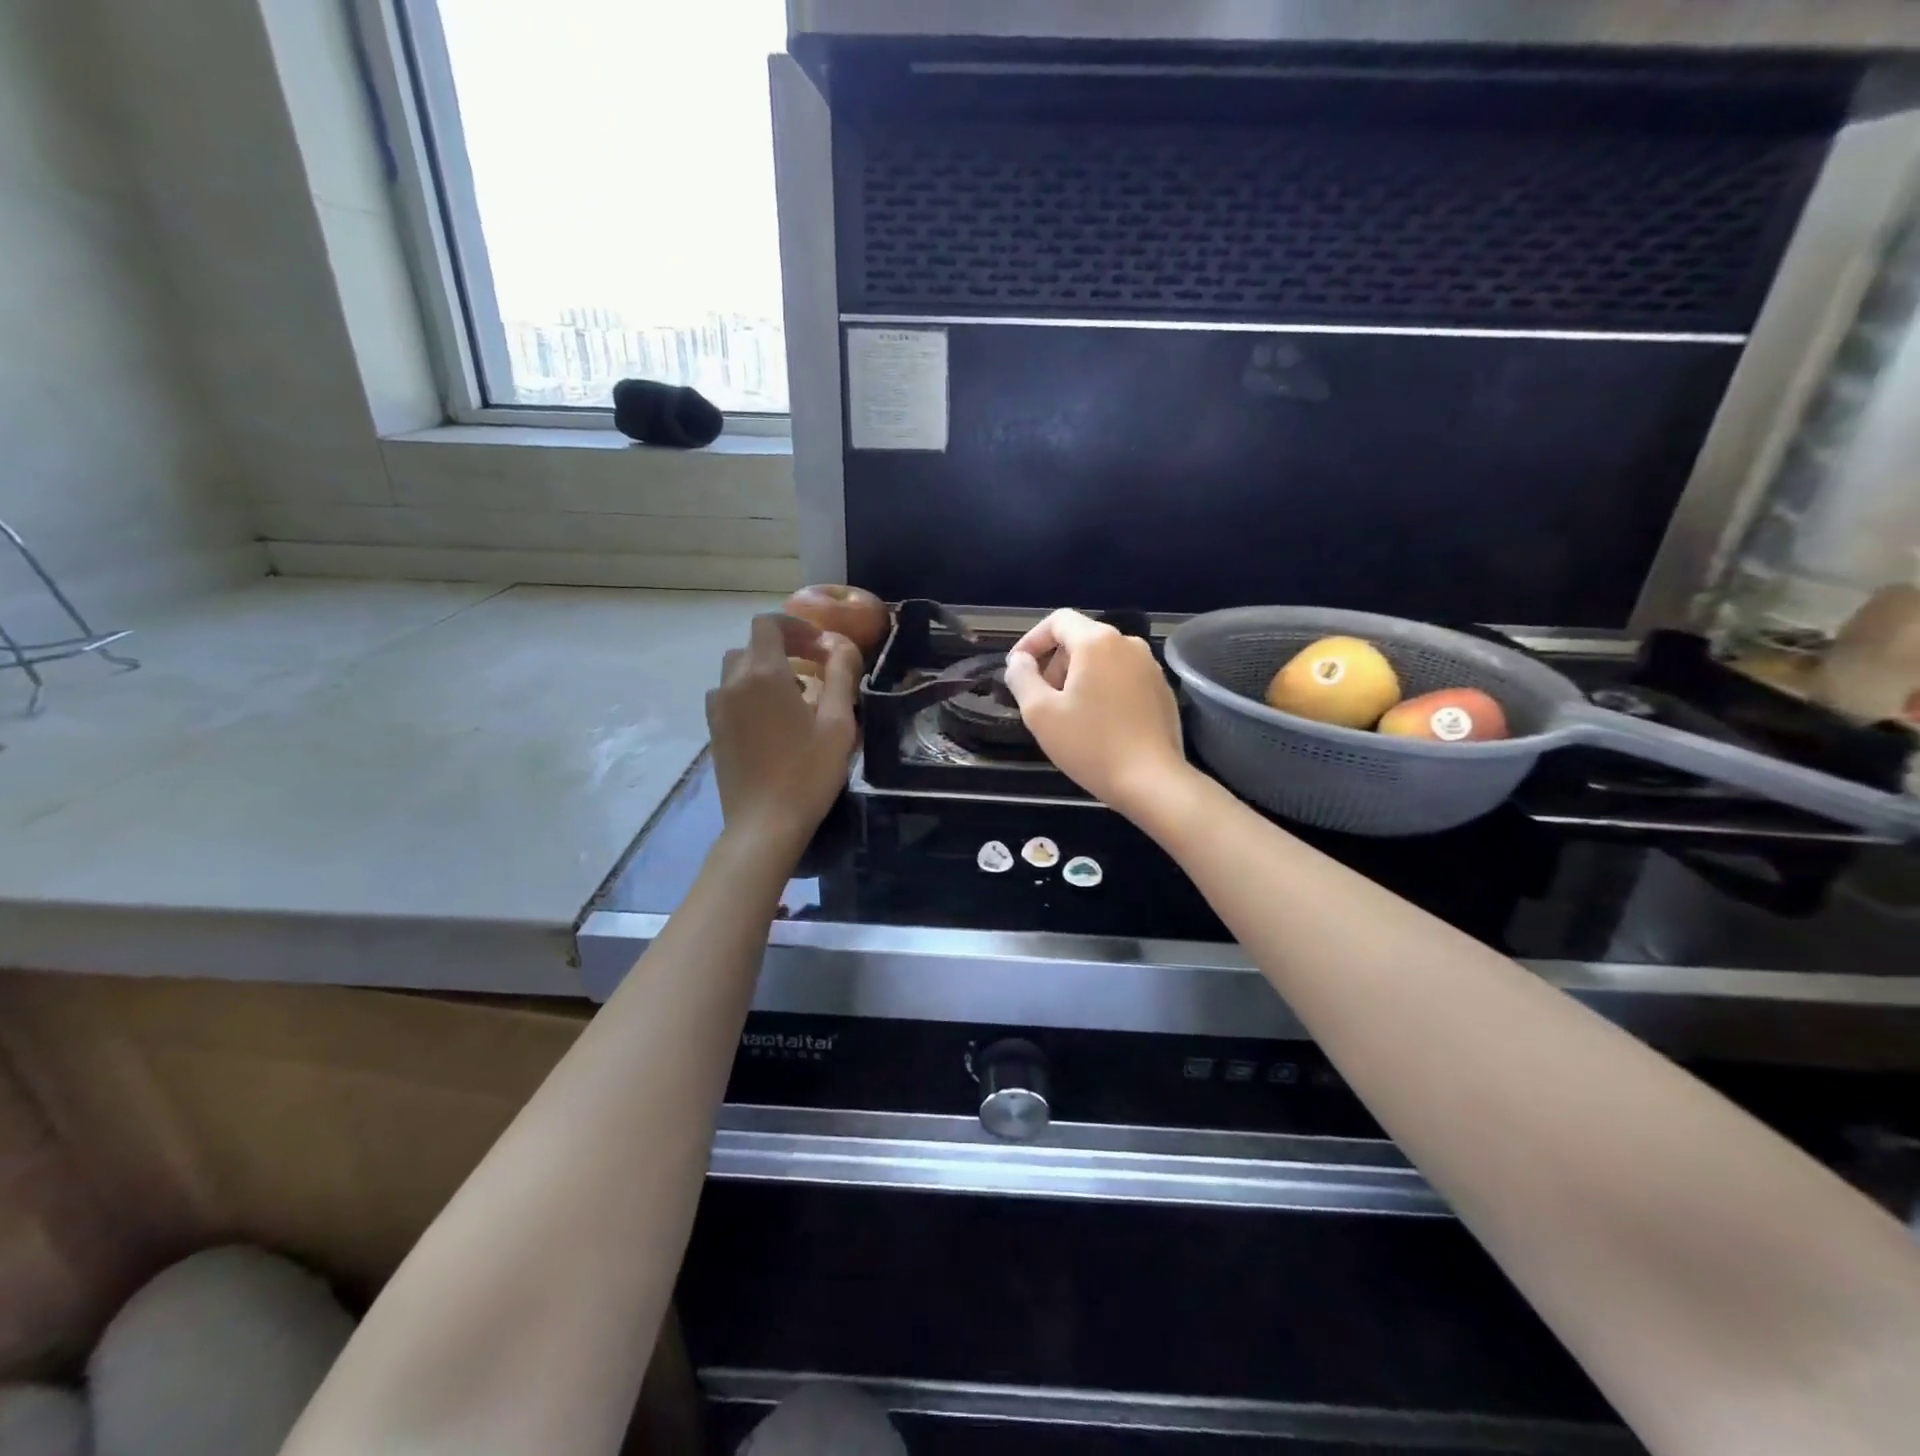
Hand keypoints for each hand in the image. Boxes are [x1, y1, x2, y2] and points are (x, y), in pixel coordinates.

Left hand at [707, 614, 860, 855]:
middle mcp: (732, 684)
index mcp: (764, 674)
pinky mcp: (714, 732)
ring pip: (735, 672)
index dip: (795, 627)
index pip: (768, 625)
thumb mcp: (838, 723)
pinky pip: (728, 697)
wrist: (764, 824)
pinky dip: (748, 694)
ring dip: (763, 671)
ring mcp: (717, 709)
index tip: (820, 646)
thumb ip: (841, 676)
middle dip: (781, 648)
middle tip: (812, 668)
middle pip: (751, 646)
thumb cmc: (808, 772)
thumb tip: (841, 646)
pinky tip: (772, 721)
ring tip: (793, 696)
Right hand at [1004, 609, 1187, 817]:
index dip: (1031, 640)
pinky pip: (1123, 677)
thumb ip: (1021, 678)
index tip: (1018, 669)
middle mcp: (1128, 644)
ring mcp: (1151, 667)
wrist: (1152, 781)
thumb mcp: (1040, 713)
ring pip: (1103, 659)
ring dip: (1078, 678)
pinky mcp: (1162, 690)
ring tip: (1068, 715)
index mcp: (1097, 642)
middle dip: (1055, 663)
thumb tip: (1019, 661)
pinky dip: (1103, 689)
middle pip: (1081, 639)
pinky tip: (1098, 724)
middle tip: (1041, 700)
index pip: (1057, 621)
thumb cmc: (1090, 745)